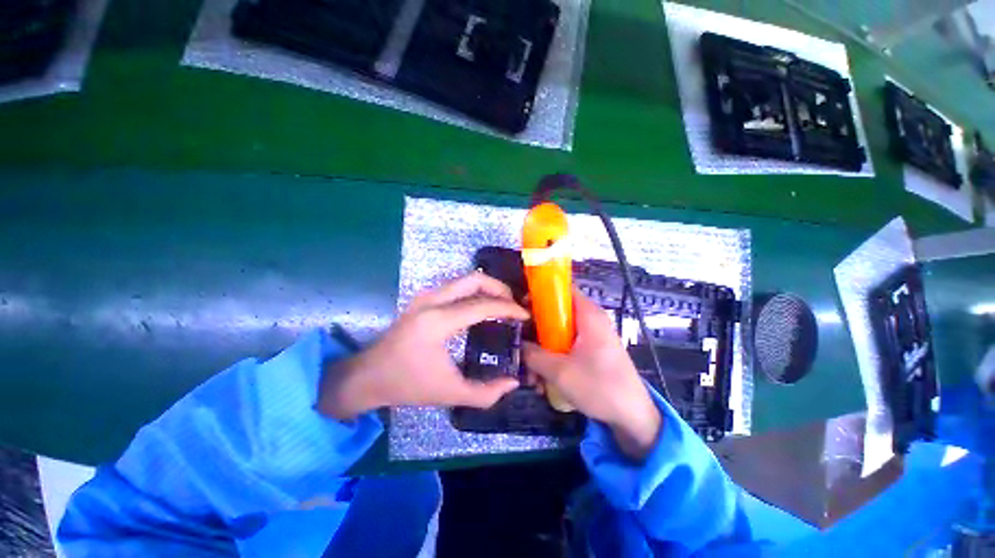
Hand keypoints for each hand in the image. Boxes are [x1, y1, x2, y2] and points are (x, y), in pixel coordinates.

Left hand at [317, 272, 528, 419]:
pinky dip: (475, 292)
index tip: (524, 316)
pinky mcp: (423, 298)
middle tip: (514, 305)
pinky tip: (482, 307)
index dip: (508, 309)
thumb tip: (513, 382)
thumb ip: (486, 393)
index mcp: (438, 322)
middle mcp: (432, 301)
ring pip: (465, 279)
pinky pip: (456, 287)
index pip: (482, 305)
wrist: (367, 376)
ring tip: (502, 306)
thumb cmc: (407, 384)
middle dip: (500, 288)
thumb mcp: (449, 394)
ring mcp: (426, 296)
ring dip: (488, 288)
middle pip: (475, 279)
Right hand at [523, 292, 661, 461]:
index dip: (540, 294)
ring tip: (533, 376)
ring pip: (560, 333)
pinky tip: (545, 381)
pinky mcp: (593, 351)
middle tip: (522, 347)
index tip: (521, 307)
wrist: (634, 417)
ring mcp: (593, 336)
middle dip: (537, 331)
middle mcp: (591, 320)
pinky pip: (568, 346)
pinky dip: (555, 358)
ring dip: (543, 351)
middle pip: (557, 313)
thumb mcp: (559, 371)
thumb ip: (533, 354)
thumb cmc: (599, 387)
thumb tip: (518, 344)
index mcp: (588, 315)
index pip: (563, 290)